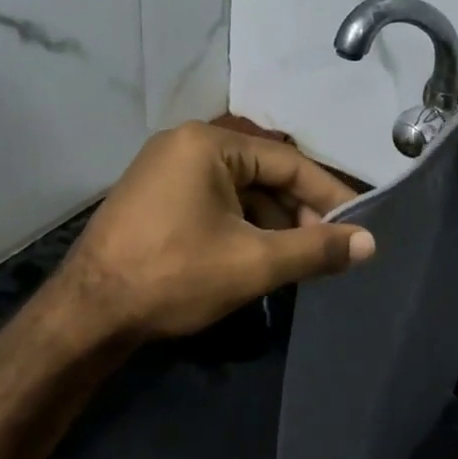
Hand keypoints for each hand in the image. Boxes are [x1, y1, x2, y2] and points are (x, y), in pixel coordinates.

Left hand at [58, 122, 374, 342]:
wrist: (87, 314)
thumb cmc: (174, 276)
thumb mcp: (253, 263)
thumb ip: (315, 250)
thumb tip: (370, 244)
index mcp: (207, 144)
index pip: (287, 162)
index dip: (327, 195)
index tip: (357, 225)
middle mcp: (184, 145)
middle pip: (262, 174)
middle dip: (297, 213)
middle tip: (327, 250)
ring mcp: (164, 170)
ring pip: (238, 191)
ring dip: (270, 223)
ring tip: (296, 260)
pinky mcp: (153, 197)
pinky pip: (212, 202)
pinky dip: (240, 226)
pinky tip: (256, 257)